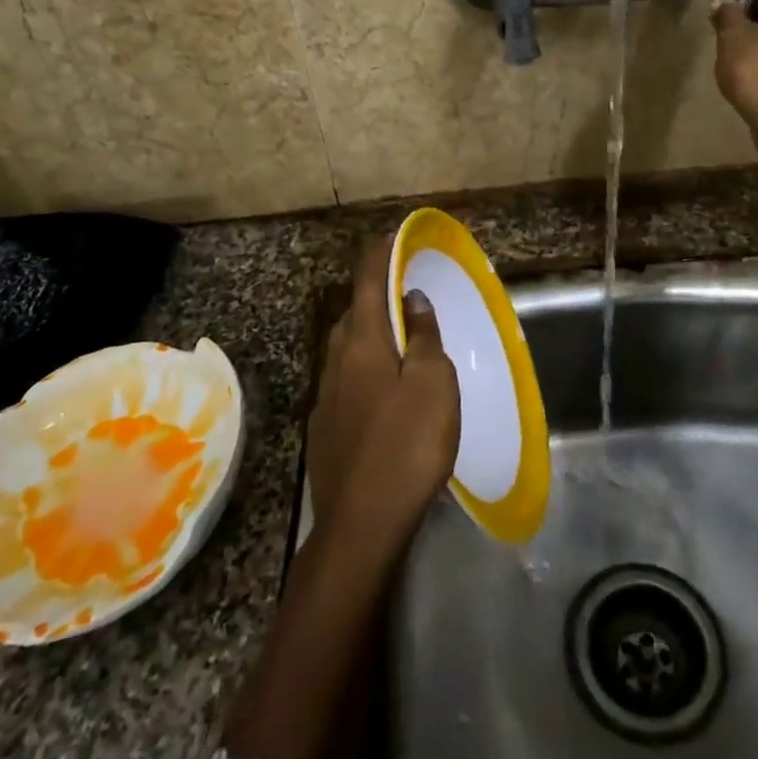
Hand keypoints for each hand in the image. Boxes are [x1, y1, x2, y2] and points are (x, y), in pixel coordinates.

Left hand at [309, 236, 460, 537]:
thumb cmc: (408, 444)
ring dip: (369, 332)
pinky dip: (364, 368)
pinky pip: (346, 379)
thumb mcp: (432, 384)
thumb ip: (423, 337)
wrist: (362, 523)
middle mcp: (337, 361)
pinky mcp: (325, 428)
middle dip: (374, 294)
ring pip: (346, 348)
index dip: (379, 255)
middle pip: (353, 313)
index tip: (390, 235)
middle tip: (402, 290)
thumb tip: (412, 299)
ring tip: (396, 337)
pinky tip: (381, 391)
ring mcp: (326, 396)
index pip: (368, 282)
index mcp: (363, 343)